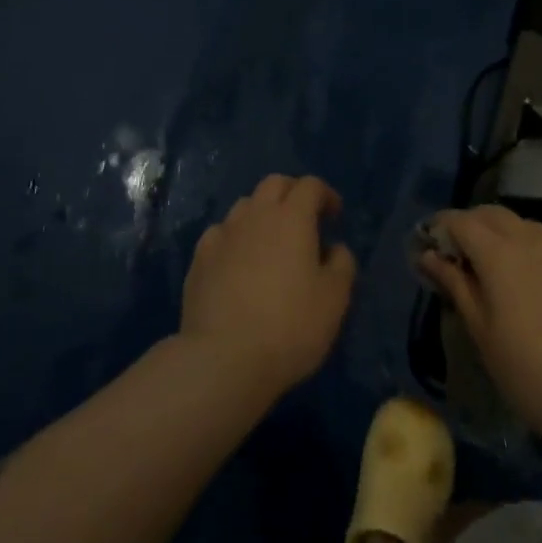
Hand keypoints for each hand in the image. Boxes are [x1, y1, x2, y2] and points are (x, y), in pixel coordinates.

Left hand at [180, 174, 357, 396]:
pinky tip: (236, 260)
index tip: (334, 216)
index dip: (325, 194)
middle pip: (274, 183)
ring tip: (269, 240)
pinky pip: (220, 233)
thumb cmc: (289, 326)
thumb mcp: (334, 299)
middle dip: (292, 192)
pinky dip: (234, 238)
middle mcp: (256, 214)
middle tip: (303, 218)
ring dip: (261, 213)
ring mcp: (224, 233)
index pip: (310, 185)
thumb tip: (335, 248)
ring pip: (245, 205)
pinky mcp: (199, 258)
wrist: (223, 359)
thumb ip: (342, 264)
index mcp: (292, 217)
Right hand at [420, 205, 541, 446]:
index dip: (441, 227)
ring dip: (507, 237)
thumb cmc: (531, 373)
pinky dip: (540, 257)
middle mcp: (534, 238)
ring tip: (502, 270)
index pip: (461, 221)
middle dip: (473, 225)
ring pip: (528, 227)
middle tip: (462, 255)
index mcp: (500, 252)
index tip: (430, 245)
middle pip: (494, 214)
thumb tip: (429, 256)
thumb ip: (456, 285)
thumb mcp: (483, 333)